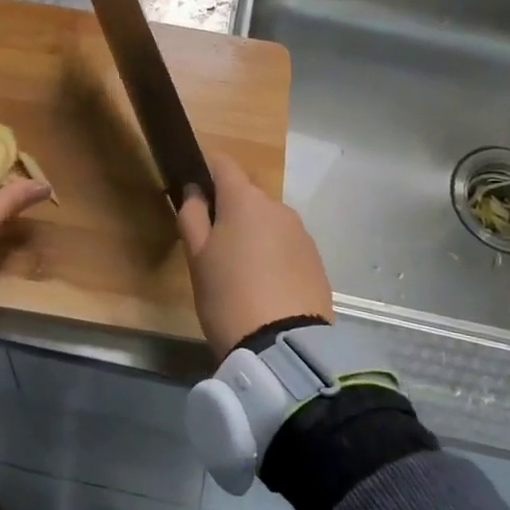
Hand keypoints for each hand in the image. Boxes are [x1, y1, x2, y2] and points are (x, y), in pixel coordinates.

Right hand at [176, 151, 333, 360]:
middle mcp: (278, 207)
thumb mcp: (197, 257)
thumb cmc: (227, 295)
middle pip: (247, 196)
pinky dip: (272, 255)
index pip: (223, 164)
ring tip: (238, 272)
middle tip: (211, 246)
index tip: (192, 192)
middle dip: (229, 210)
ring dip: (252, 234)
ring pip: (268, 222)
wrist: (283, 346)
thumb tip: (195, 191)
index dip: (205, 170)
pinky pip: (286, 245)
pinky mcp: (316, 260)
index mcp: (245, 200)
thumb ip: (192, 216)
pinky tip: (263, 286)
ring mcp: (302, 233)